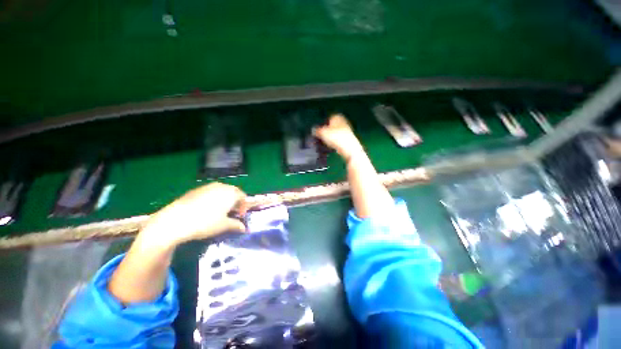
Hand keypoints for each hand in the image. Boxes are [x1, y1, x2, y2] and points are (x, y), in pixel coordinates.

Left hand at [140, 183, 246, 247]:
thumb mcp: (223, 226)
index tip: (240, 216)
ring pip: (222, 191)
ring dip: (225, 199)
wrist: (175, 220)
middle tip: (232, 212)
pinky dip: (213, 198)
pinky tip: (206, 209)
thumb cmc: (205, 222)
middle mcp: (221, 187)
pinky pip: (210, 192)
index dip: (244, 206)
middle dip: (235, 201)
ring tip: (220, 210)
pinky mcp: (196, 190)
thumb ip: (236, 225)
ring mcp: (208, 187)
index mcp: (231, 193)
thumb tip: (244, 228)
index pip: (243, 196)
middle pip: (233, 191)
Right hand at [313, 114, 363, 160]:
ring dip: (330, 138)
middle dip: (326, 131)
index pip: (328, 118)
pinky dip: (334, 143)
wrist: (349, 148)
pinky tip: (332, 147)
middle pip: (331, 126)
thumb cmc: (336, 137)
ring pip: (335, 133)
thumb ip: (316, 130)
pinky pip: (338, 140)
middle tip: (320, 137)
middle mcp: (343, 122)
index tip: (318, 130)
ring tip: (325, 143)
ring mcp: (346, 131)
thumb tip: (313, 130)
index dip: (322, 124)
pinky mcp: (348, 139)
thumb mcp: (322, 133)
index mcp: (337, 117)